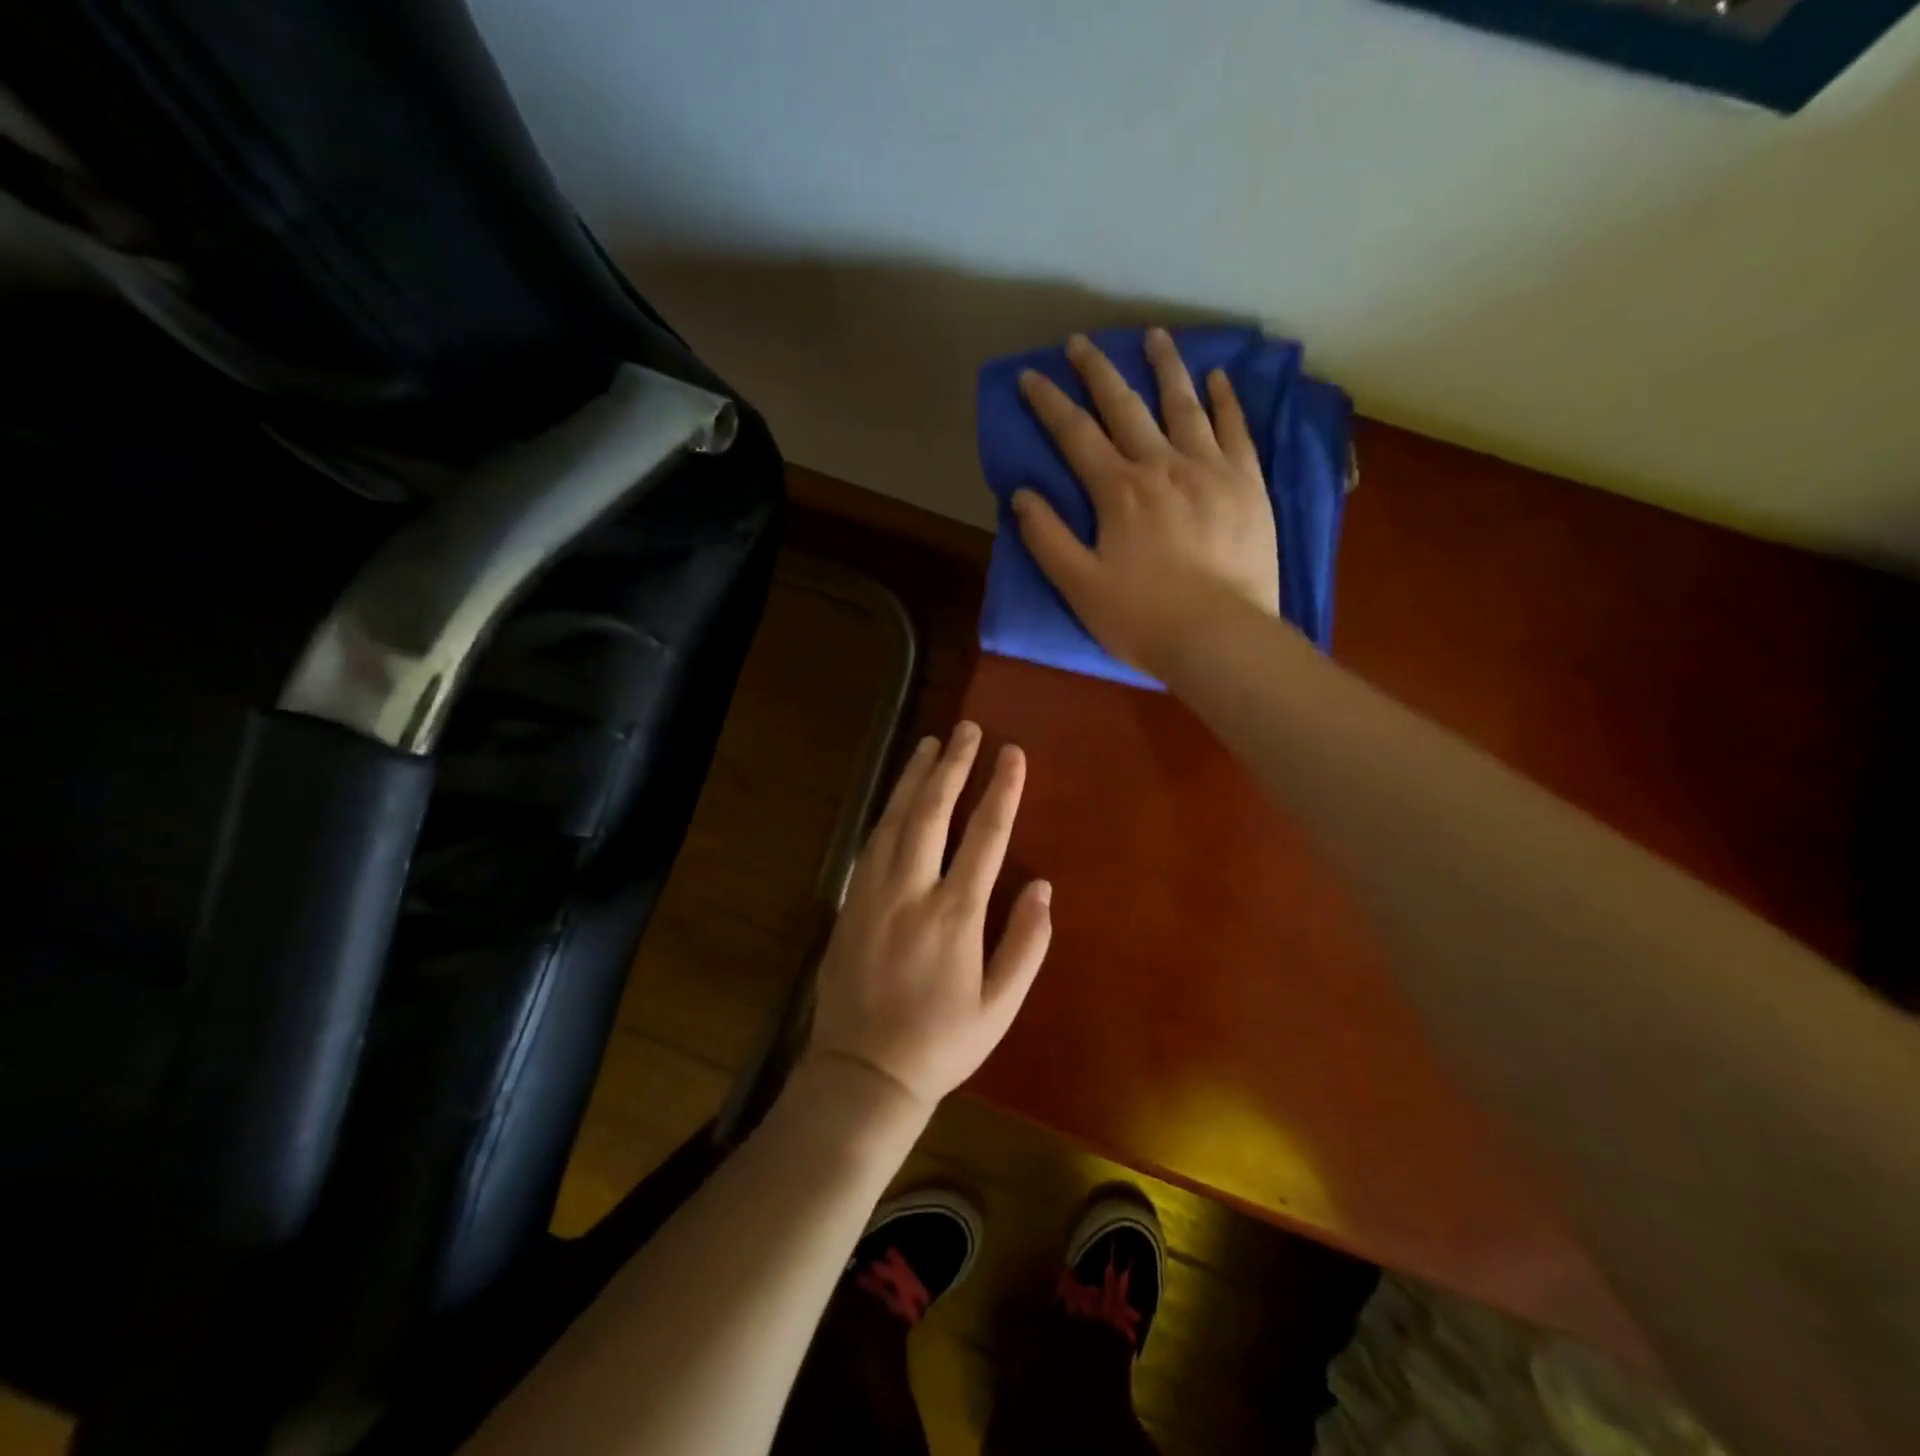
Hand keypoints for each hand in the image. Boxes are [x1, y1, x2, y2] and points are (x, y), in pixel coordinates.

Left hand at [807, 722, 1052, 1110]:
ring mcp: (874, 893)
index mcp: (954, 915)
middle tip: (967, 729)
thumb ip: (1025, 944)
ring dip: (914, 777)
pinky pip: (872, 841)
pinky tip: (898, 794)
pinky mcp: (851, 901)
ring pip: (895, 818)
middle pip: (933, 812)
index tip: (1012, 753)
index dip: (1001, 790)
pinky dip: (888, 809)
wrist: (862, 1073)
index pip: (985, 836)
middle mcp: (911, 892)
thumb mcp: (999, 1007)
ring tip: (930, 742)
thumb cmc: (941, 1043)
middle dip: (953, 766)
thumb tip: (1042, 885)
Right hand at [1013, 328, 1280, 677]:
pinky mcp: (1247, 484)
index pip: (1075, 434)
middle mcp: (1162, 465)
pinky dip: (1225, 400)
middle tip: (1081, 341)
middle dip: (1098, 371)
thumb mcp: (1079, 586)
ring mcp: (1210, 469)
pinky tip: (1218, 378)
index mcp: (1118, 491)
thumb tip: (1022, 495)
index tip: (1031, 375)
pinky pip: (1236, 429)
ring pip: (1184, 405)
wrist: (1221, 639)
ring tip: (1154, 336)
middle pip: (1125, 406)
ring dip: (1165, 367)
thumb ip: (1048, 538)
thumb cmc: (1143, 619)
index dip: (1049, 403)